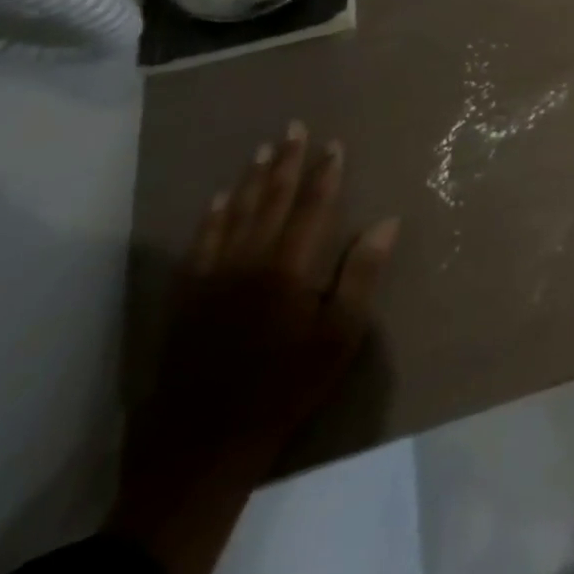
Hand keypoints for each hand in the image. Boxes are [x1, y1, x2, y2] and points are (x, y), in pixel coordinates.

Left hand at [107, 123, 398, 573]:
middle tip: (293, 127)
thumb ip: (361, 274)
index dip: (324, 173)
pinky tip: (216, 201)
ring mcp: (211, 280)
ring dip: (249, 180)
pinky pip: (199, 246)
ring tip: (261, 150)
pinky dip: (210, 219)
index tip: (333, 143)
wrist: (203, 447)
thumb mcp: (339, 336)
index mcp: (288, 268)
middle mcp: (248, 262)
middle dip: (285, 162)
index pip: (312, 207)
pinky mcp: (186, 301)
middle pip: (270, 201)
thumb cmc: (285, 387)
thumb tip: (387, 221)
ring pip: (233, 216)